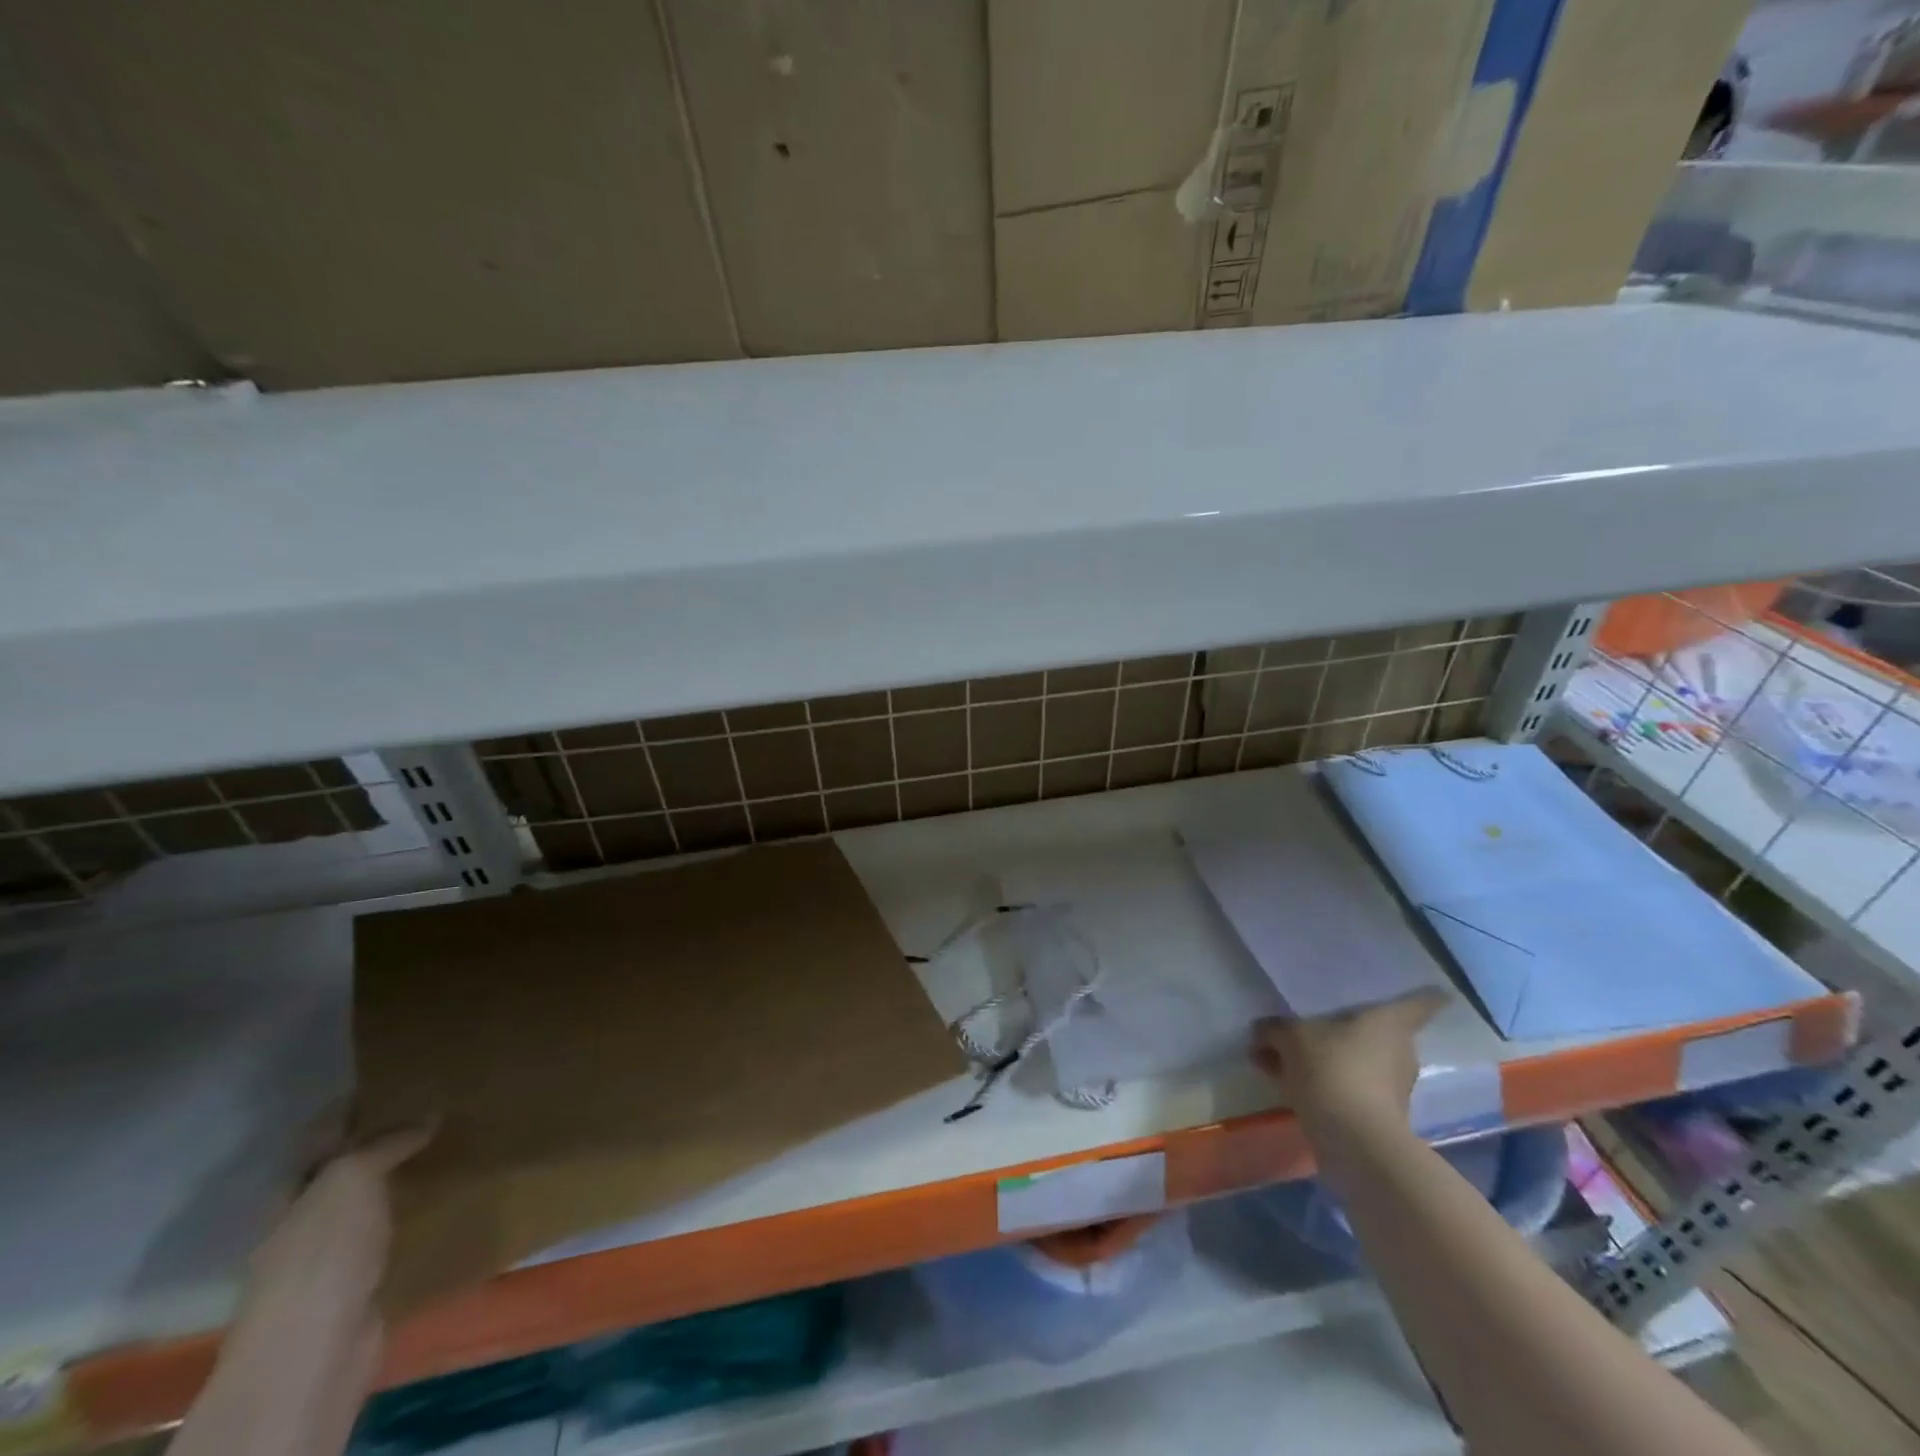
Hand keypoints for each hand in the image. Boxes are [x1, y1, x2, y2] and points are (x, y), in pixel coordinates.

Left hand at [176, 1124, 432, 1455]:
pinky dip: (418, 1211)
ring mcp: (334, 1251)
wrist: (316, 1349)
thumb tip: (428, 1115)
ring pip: (374, 1198)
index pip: (322, 1133)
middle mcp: (307, 1216)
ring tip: (455, 1143)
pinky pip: (395, 1231)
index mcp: (293, 1189)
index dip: (354, 1104)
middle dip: (387, 1137)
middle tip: (440, 1104)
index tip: (399, 1077)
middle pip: (348, 1165)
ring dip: (406, 1174)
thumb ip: (386, 1143)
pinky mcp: (365, 1278)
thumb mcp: (350, 1179)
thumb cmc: (322, 1253)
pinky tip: (451, 1196)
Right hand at [1251, 991, 1444, 1134]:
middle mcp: (1399, 1050)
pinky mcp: (1378, 1114)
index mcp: (1390, 1022)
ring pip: (1354, 1059)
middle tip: (1310, 1019)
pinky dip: (1321, 1081)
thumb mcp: (1291, 1037)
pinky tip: (1283, 1079)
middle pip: (1375, 1030)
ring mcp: (1392, 1085)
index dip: (1423, 994)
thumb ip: (1275, 1028)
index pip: (1418, 1003)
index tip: (1429, 988)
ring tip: (1279, 1054)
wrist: (1355, 1142)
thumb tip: (1263, 1029)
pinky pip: (1345, 1084)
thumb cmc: (1333, 1070)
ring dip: (1323, 1056)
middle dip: (1345, 1028)